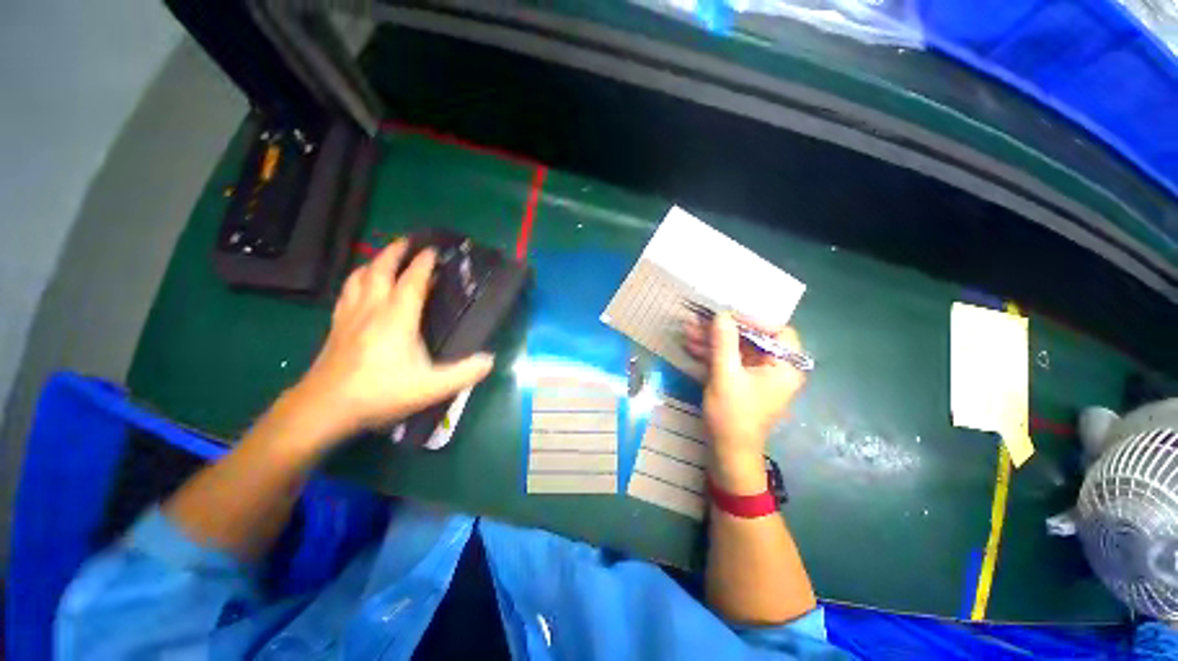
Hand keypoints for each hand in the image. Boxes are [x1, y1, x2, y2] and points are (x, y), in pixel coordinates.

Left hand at [284, 239, 494, 446]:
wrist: (325, 408)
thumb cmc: (381, 393)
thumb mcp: (431, 387)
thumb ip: (464, 373)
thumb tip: (490, 359)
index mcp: (397, 318)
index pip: (412, 280)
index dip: (424, 263)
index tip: (435, 250)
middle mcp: (372, 308)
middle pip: (381, 268)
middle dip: (396, 251)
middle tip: (409, 241)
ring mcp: (350, 314)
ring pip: (360, 276)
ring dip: (375, 261)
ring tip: (387, 257)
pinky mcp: (336, 324)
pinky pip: (347, 290)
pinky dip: (357, 278)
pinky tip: (361, 284)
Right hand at [684, 312, 805, 492]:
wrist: (727, 453)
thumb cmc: (733, 415)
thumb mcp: (725, 375)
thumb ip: (724, 342)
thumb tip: (722, 314)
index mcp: (785, 366)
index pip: (777, 331)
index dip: (753, 319)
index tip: (726, 314)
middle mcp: (776, 368)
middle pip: (752, 338)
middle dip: (723, 329)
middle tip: (699, 319)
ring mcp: (758, 375)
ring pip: (737, 349)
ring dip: (713, 340)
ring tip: (688, 330)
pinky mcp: (743, 382)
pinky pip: (730, 360)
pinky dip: (712, 353)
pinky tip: (691, 346)